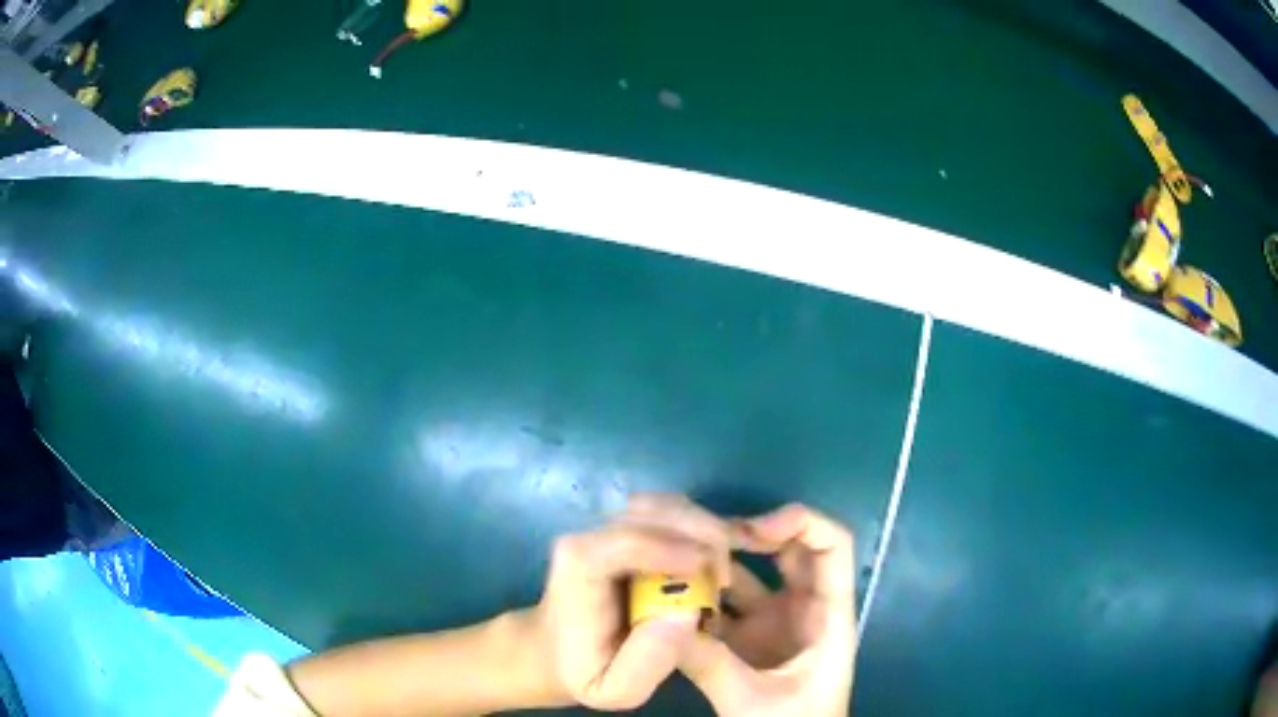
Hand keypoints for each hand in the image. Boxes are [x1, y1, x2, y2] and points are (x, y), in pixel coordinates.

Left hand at [532, 494, 733, 710]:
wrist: (556, 651)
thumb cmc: (584, 670)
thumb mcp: (615, 689)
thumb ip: (648, 660)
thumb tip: (686, 614)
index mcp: (580, 567)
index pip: (628, 540)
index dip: (675, 549)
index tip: (715, 578)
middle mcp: (590, 535)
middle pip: (654, 512)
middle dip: (702, 537)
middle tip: (725, 581)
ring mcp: (609, 526)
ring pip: (668, 506)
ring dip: (706, 531)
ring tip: (721, 574)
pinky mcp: (628, 527)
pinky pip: (673, 513)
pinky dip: (703, 527)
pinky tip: (721, 555)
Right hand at [680, 504, 856, 715]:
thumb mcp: (754, 701)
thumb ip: (710, 665)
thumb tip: (661, 622)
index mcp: (828, 615)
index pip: (833, 545)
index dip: (800, 523)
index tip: (751, 530)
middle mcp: (805, 609)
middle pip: (788, 551)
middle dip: (748, 536)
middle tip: (700, 538)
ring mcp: (776, 624)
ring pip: (751, 577)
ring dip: (718, 567)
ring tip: (675, 560)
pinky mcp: (749, 642)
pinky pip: (725, 608)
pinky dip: (701, 599)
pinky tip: (668, 597)